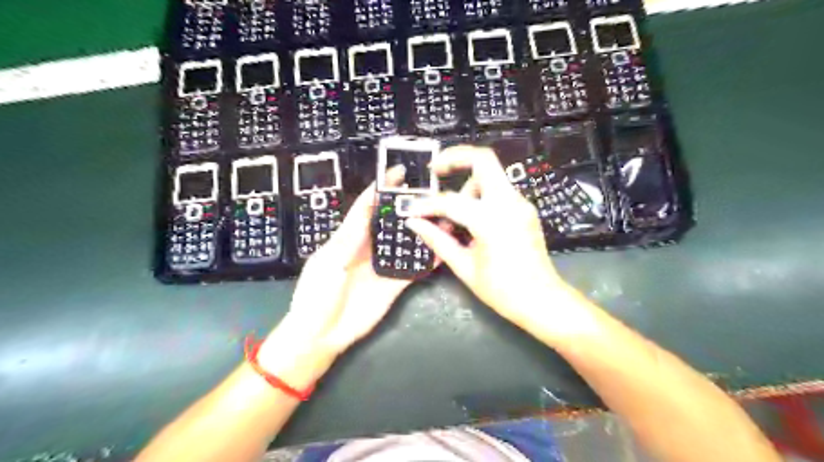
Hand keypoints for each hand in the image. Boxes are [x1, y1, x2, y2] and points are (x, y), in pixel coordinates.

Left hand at [259, 167, 437, 388]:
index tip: (398, 173)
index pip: (367, 207)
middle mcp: (369, 248)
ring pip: (404, 244)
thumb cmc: (317, 295)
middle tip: (429, 193)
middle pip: (390, 222)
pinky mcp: (394, 285)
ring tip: (441, 217)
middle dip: (406, 207)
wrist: (321, 335)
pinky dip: (427, 261)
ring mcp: (383, 266)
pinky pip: (413, 270)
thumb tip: (368, 208)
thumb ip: (350, 237)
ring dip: (420, 232)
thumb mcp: (328, 262)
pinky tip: (441, 250)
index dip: (381, 189)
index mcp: (348, 238)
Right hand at [406, 146, 574, 326]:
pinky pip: (498, 191)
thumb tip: (414, 223)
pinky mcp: (524, 209)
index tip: (412, 210)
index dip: (427, 205)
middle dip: (456, 158)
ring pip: (490, 175)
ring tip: (455, 216)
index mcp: (492, 221)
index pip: (451, 201)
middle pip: (483, 160)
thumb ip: (438, 240)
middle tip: (435, 169)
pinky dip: (480, 196)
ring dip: (468, 186)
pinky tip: (470, 219)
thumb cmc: (502, 290)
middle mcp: (509, 203)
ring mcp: (520, 204)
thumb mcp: (464, 267)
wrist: (541, 299)